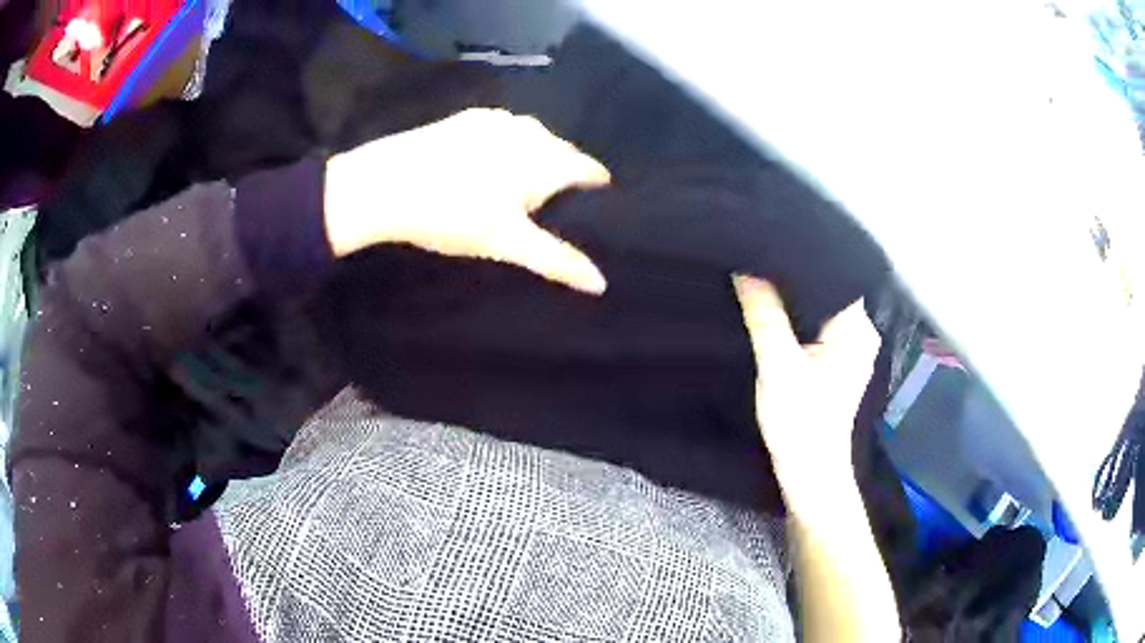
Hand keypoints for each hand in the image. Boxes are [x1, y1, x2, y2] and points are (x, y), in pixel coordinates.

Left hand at [323, 108, 610, 293]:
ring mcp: (495, 120)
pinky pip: (503, 127)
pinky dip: (510, 140)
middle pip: (561, 148)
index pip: (586, 167)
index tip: (600, 192)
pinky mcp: (466, 119)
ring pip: (532, 135)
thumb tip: (601, 284)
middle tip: (562, 195)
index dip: (595, 181)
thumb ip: (556, 260)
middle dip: (567, 168)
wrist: (386, 184)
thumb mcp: (507, 243)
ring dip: (539, 152)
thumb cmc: (453, 215)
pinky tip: (493, 156)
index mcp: (544, 159)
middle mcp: (527, 131)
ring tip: (530, 175)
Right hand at [733, 276, 877, 472]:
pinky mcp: (837, 363)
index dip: (802, 261)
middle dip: (794, 280)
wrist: (809, 473)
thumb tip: (747, 271)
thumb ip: (764, 316)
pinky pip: (817, 327)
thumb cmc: (801, 423)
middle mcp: (860, 334)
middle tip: (760, 261)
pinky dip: (798, 321)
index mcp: (857, 329)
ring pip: (820, 310)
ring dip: (794, 302)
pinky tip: (776, 315)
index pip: (834, 275)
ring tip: (764, 281)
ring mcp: (850, 349)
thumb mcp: (777, 366)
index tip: (771, 246)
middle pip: (827, 291)